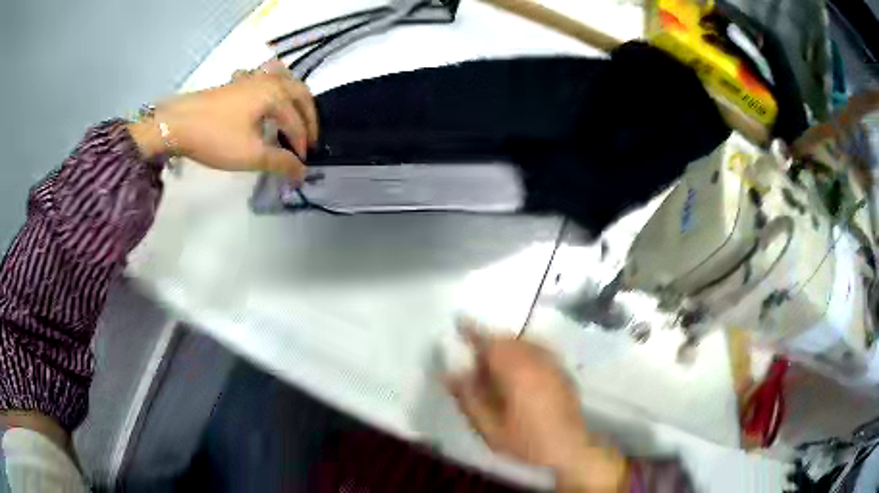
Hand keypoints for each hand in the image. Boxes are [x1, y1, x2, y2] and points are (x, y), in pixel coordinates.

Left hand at [128, 60, 317, 180]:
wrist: (177, 124)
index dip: (302, 144)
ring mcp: (250, 79)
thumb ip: (280, 162)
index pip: (296, 121)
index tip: (301, 164)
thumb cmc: (216, 137)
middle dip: (308, 115)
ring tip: (295, 112)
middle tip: (309, 136)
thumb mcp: (250, 154)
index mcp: (275, 95)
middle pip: (299, 92)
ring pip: (283, 80)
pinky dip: (271, 85)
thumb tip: (302, 173)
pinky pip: (262, 78)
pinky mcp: (235, 83)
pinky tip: (263, 94)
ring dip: (294, 96)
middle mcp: (268, 81)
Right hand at [447, 323, 627, 491]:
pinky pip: (538, 350)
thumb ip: (469, 399)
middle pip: (508, 340)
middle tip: (474, 355)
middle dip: (489, 341)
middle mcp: (536, 360)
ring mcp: (552, 364)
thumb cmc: (526, 441)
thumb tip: (452, 374)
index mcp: (517, 372)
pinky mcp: (562, 371)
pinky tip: (518, 371)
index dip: (473, 331)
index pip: (490, 342)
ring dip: (506, 346)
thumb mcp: (489, 428)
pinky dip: (523, 352)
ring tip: (494, 363)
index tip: (460, 321)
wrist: (569, 448)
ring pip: (524, 343)